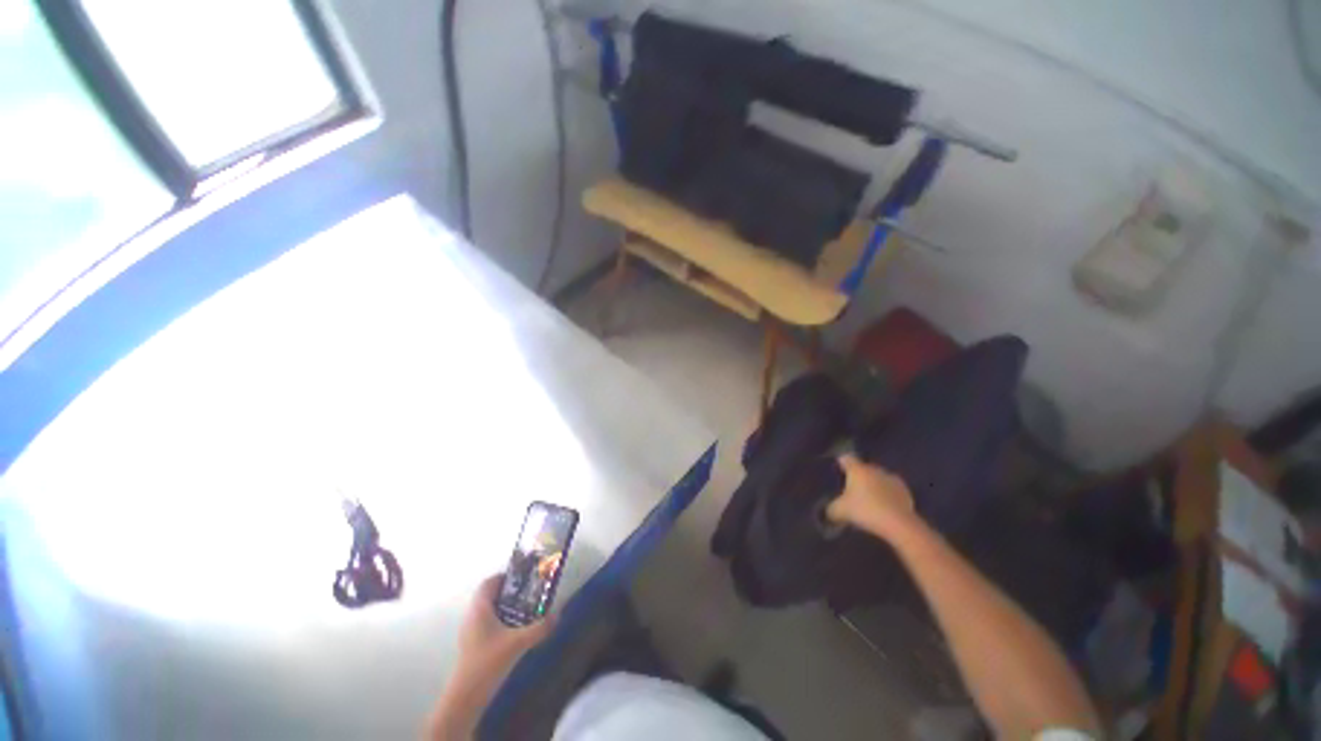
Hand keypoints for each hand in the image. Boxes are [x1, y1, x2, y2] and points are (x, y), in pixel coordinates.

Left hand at [455, 575, 555, 687]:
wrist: (466, 697)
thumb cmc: (488, 662)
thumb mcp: (518, 643)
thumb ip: (539, 627)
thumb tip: (558, 614)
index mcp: (479, 609)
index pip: (489, 583)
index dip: (505, 577)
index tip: (523, 579)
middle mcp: (472, 616)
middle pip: (490, 595)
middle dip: (509, 592)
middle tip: (529, 593)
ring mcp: (470, 631)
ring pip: (488, 610)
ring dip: (505, 607)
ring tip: (525, 610)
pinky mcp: (472, 645)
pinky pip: (487, 624)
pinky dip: (501, 621)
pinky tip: (514, 631)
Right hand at [826, 453, 918, 537]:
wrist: (899, 524)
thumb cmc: (865, 511)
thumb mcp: (840, 511)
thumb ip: (831, 508)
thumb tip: (828, 510)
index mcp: (857, 469)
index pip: (846, 458)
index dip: (842, 463)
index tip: (839, 469)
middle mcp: (875, 469)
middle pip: (864, 468)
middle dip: (859, 476)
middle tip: (852, 489)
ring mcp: (892, 479)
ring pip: (879, 478)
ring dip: (875, 485)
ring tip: (870, 498)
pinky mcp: (906, 492)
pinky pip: (892, 490)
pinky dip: (887, 495)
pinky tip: (884, 507)